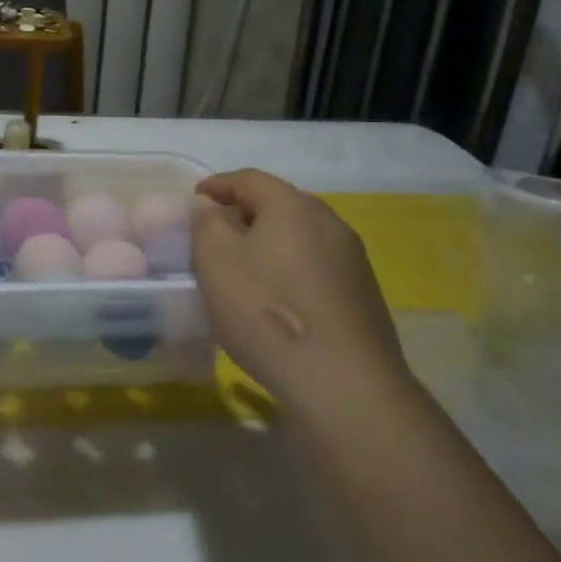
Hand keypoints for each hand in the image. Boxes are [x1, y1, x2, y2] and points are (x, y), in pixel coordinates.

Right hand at [191, 169, 410, 414]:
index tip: (196, 198)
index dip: (218, 184)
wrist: (343, 382)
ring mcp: (353, 259)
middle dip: (245, 214)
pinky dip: (292, 271)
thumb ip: (207, 223)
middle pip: (279, 205)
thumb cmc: (266, 311)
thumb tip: (211, 208)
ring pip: (301, 238)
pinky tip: (279, 301)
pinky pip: (317, 268)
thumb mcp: (215, 261)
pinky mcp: (364, 294)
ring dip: (271, 245)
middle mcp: (329, 222)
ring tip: (246, 270)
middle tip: (217, 235)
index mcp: (292, 205)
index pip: (249, 179)